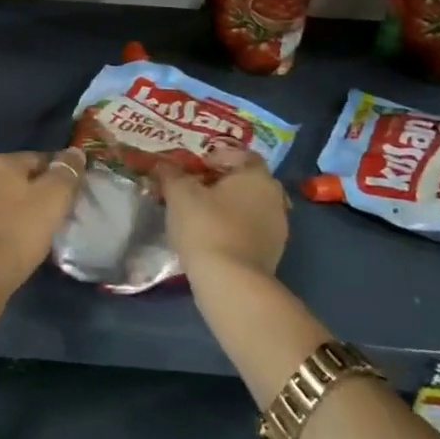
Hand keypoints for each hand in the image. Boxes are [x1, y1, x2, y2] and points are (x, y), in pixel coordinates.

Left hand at [0, 149, 85, 289]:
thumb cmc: (18, 231)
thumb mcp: (54, 198)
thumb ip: (67, 172)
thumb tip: (75, 151)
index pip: (39, 159)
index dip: (60, 176)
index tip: (72, 196)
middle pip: (19, 178)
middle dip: (39, 192)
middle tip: (58, 215)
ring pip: (5, 198)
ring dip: (21, 209)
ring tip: (39, 231)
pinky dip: (6, 224)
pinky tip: (17, 242)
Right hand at [156, 154, 289, 277]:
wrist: (230, 283)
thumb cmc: (206, 226)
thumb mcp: (179, 193)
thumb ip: (171, 174)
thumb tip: (162, 163)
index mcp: (257, 177)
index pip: (242, 155)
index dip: (217, 156)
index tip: (195, 167)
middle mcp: (275, 198)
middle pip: (246, 181)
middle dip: (222, 182)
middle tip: (194, 189)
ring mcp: (277, 229)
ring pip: (249, 207)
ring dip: (228, 208)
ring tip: (199, 215)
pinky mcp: (272, 255)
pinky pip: (250, 231)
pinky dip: (233, 229)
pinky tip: (211, 238)